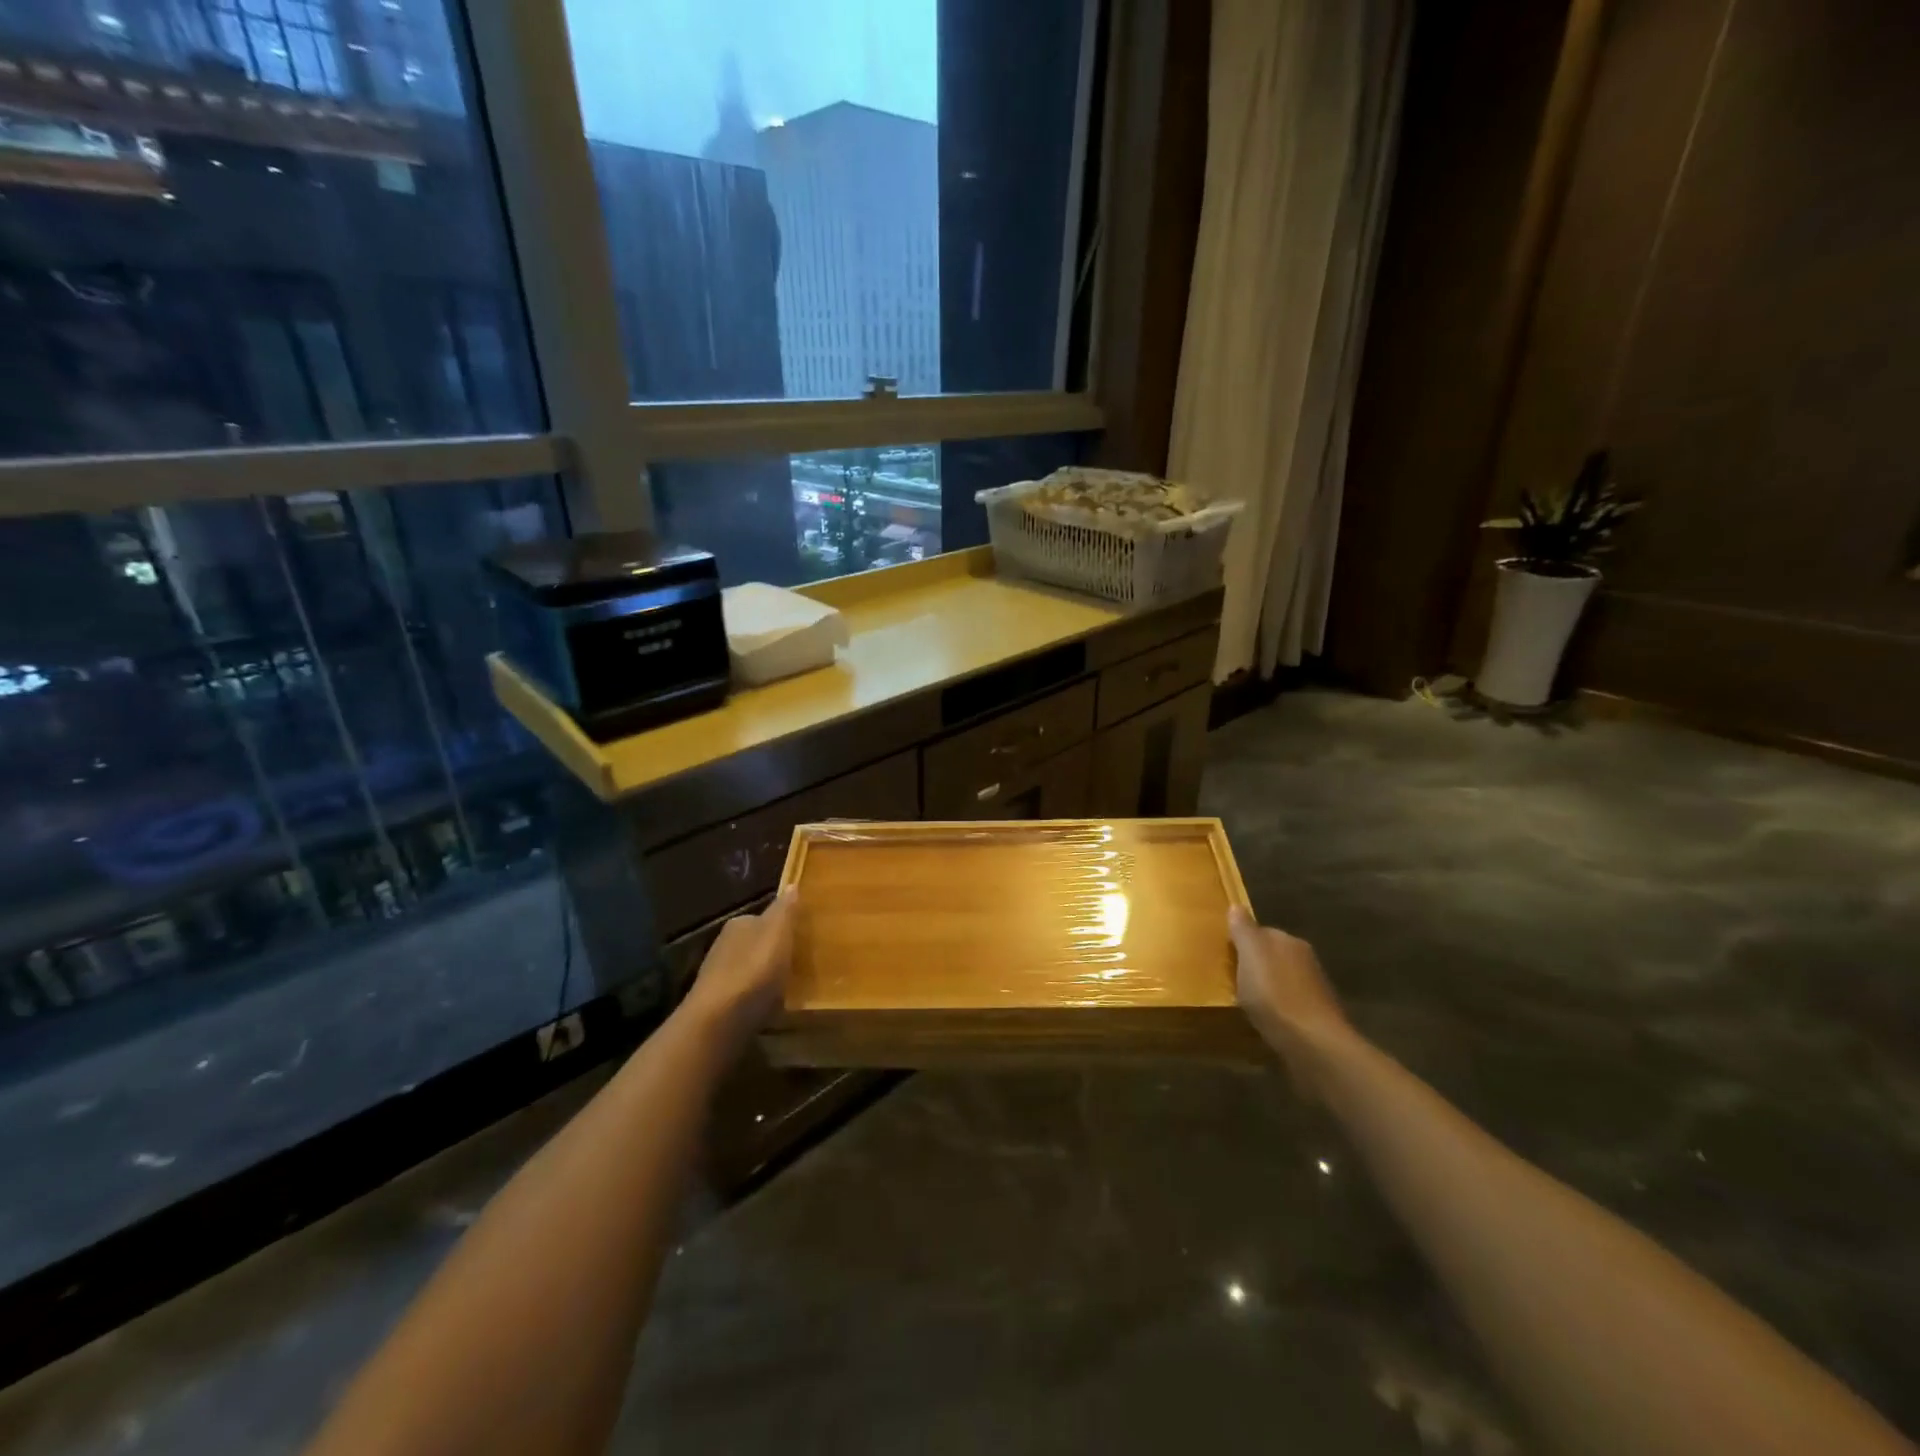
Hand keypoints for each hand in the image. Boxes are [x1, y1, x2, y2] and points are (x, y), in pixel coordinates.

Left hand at [681, 889, 796, 1044]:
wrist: (720, 1019)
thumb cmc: (755, 969)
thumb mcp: (777, 932)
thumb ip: (785, 909)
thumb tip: (791, 884)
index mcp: (738, 924)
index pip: (762, 917)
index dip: (782, 925)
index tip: (801, 936)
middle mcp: (724, 945)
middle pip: (755, 943)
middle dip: (773, 950)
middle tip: (800, 960)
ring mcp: (719, 975)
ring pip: (750, 968)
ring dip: (766, 974)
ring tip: (791, 984)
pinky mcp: (720, 1004)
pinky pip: (746, 993)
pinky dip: (758, 995)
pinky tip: (771, 1005)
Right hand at [1229, 907, 1352, 1092]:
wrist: (1313, 1043)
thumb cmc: (1274, 994)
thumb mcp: (1250, 955)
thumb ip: (1243, 930)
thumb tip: (1237, 906)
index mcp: (1289, 941)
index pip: (1261, 932)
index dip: (1242, 942)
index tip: (1225, 956)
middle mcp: (1305, 959)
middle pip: (1273, 956)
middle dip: (1256, 965)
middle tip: (1232, 979)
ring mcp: (1315, 989)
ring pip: (1282, 981)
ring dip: (1267, 988)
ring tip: (1246, 1002)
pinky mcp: (1317, 1016)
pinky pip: (1290, 1005)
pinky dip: (1278, 1009)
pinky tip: (1266, 1021)